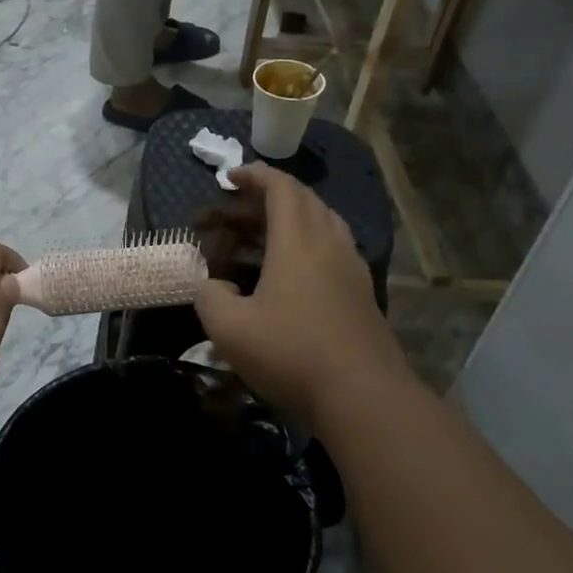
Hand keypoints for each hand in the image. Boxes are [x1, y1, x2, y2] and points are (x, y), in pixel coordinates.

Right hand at [194, 165, 409, 424]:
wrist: (363, 396)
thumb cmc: (291, 354)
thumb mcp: (230, 329)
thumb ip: (210, 297)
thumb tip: (213, 285)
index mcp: (298, 241)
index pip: (282, 188)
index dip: (255, 176)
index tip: (230, 177)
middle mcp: (330, 244)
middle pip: (304, 201)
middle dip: (268, 197)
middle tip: (237, 211)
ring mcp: (352, 269)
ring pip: (324, 223)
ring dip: (293, 218)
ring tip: (263, 234)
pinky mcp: (362, 294)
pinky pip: (334, 250)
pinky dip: (309, 244)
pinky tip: (293, 272)